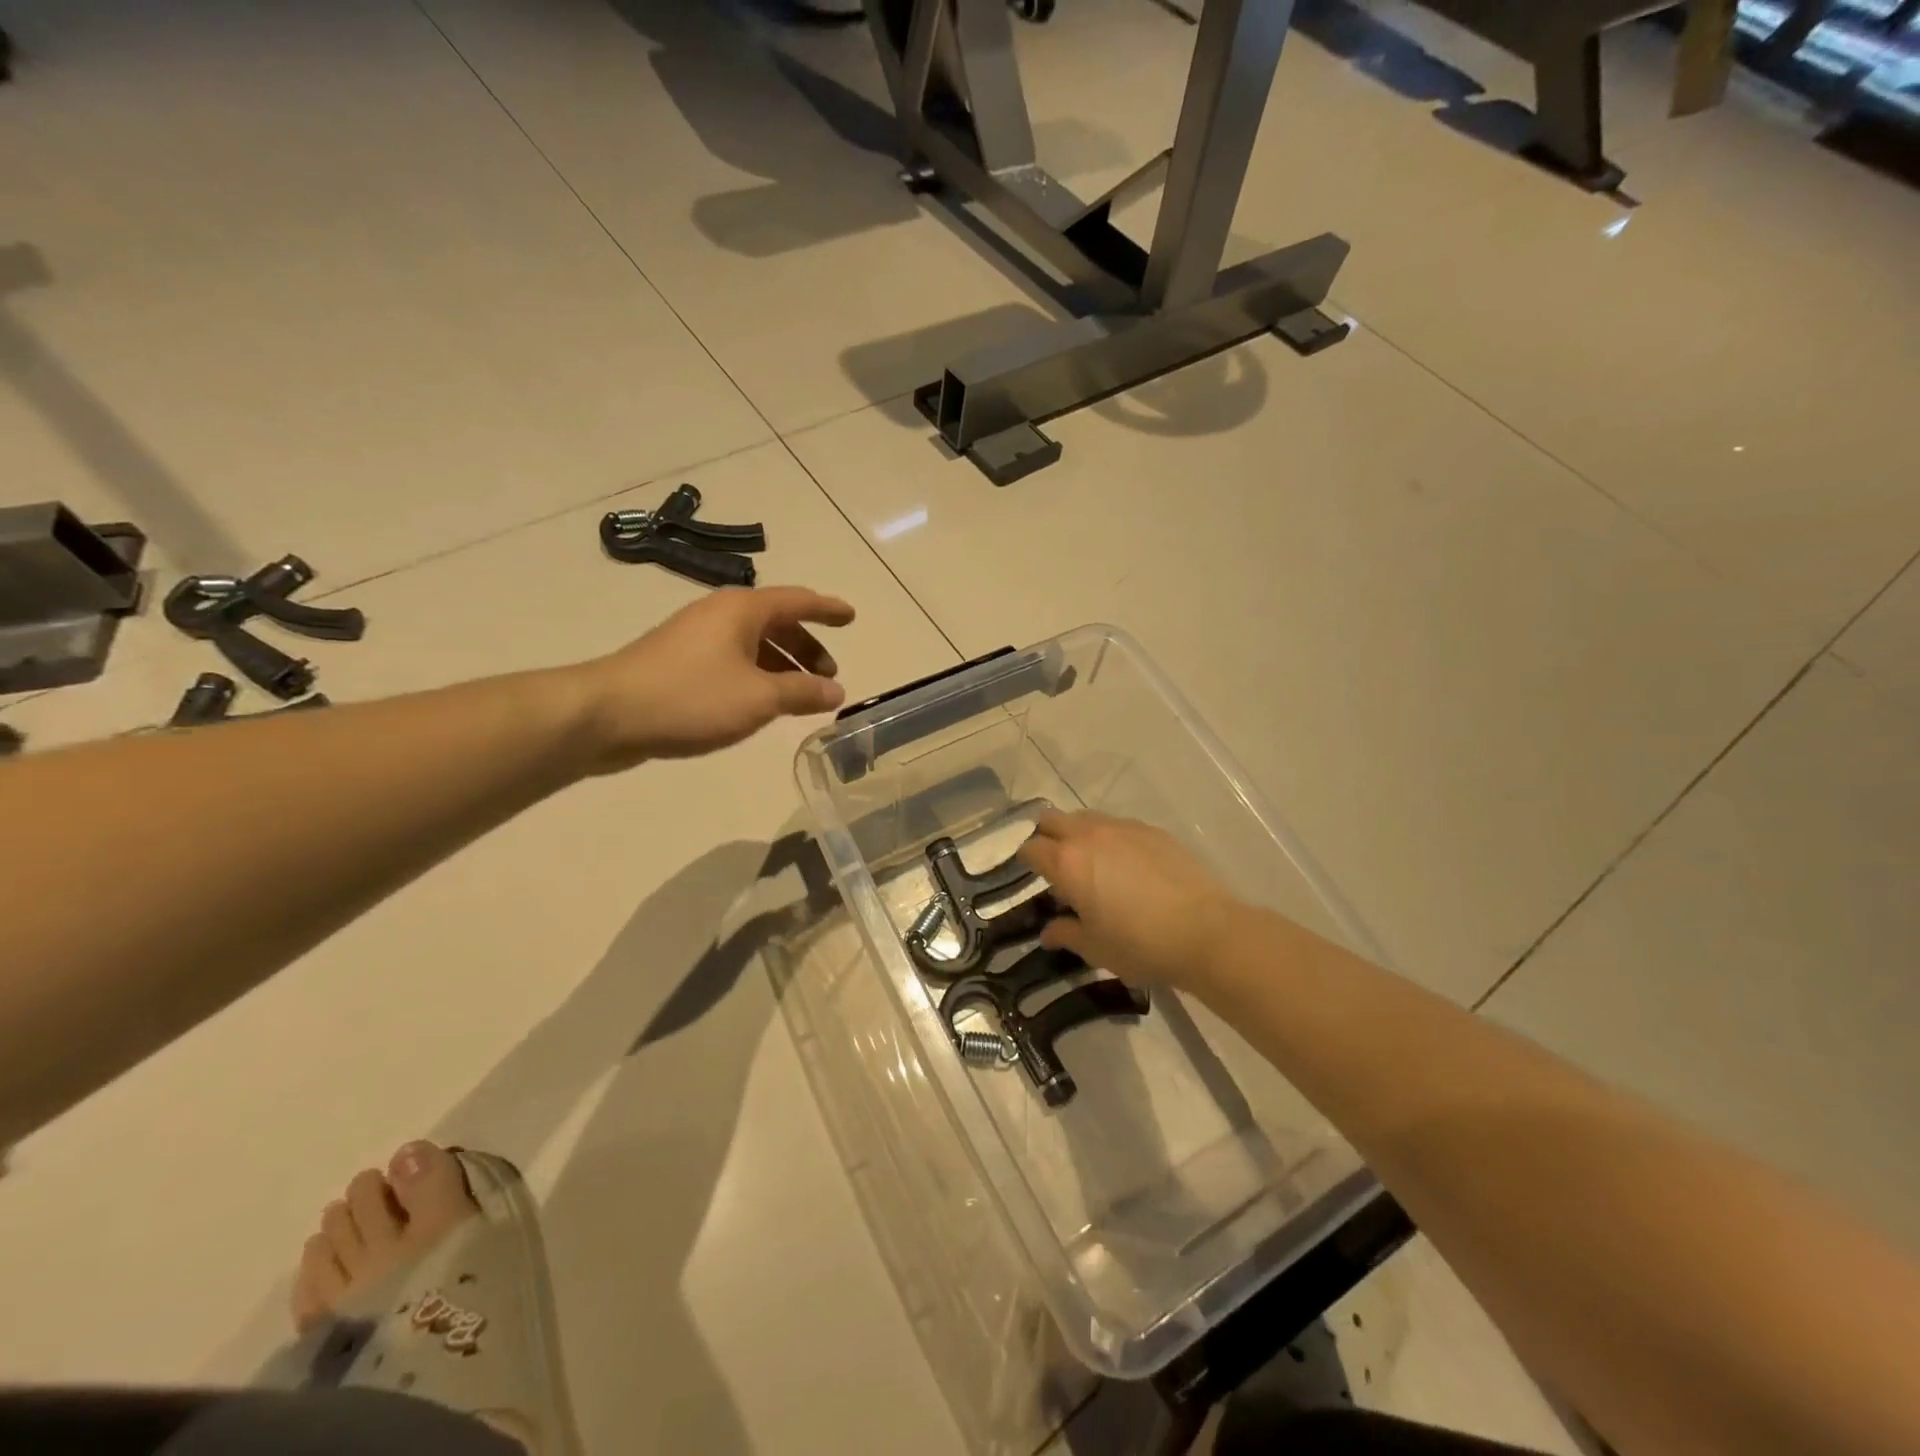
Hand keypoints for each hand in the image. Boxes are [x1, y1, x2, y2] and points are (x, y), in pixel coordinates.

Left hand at [575, 586, 854, 771]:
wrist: (606, 715)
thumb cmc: (690, 697)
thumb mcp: (759, 697)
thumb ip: (802, 692)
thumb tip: (836, 691)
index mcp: (742, 610)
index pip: (797, 601)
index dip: (827, 609)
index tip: (851, 616)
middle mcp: (720, 615)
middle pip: (776, 623)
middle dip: (806, 647)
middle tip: (829, 675)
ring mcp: (695, 639)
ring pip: (753, 645)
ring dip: (782, 666)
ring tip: (800, 696)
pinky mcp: (678, 664)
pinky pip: (732, 662)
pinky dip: (756, 676)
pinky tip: (760, 704)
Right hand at [1017, 810, 1241, 988]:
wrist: (1205, 931)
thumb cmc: (1139, 944)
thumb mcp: (1095, 947)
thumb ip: (1066, 934)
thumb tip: (1049, 932)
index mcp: (1066, 862)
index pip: (1030, 848)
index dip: (1025, 860)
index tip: (1030, 875)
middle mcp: (1089, 835)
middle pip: (1052, 819)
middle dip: (1046, 836)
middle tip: (1055, 865)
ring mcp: (1123, 828)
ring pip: (1086, 818)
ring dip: (1078, 834)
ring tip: (1091, 864)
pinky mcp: (1152, 830)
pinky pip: (1118, 826)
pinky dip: (1110, 839)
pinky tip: (1126, 866)